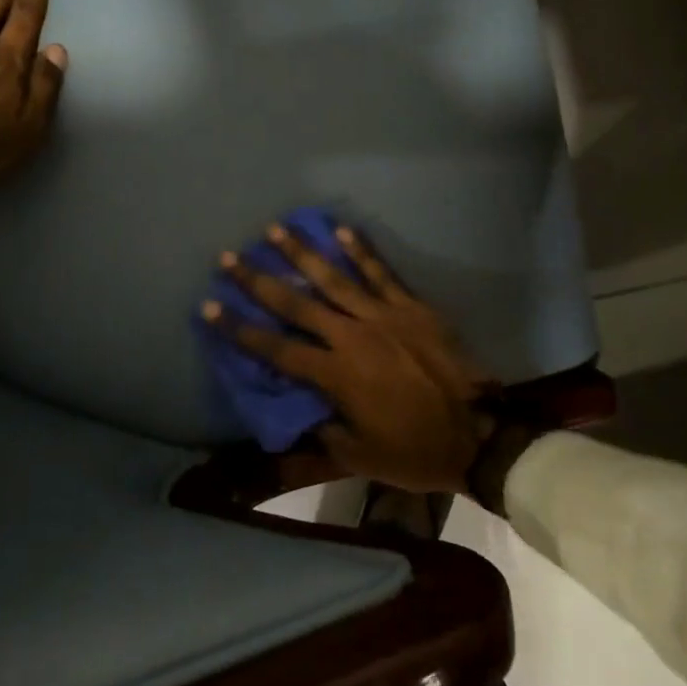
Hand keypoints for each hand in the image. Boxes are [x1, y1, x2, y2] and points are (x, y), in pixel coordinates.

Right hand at [203, 223, 498, 493]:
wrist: (477, 434)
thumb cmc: (414, 450)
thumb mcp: (359, 456)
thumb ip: (322, 431)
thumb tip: (300, 410)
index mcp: (336, 375)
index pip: (276, 349)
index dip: (239, 329)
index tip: (209, 306)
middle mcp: (352, 336)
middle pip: (296, 303)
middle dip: (259, 280)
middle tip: (230, 256)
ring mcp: (384, 315)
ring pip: (335, 277)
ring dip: (303, 252)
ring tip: (276, 228)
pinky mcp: (412, 306)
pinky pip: (382, 273)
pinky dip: (362, 251)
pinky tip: (342, 229)